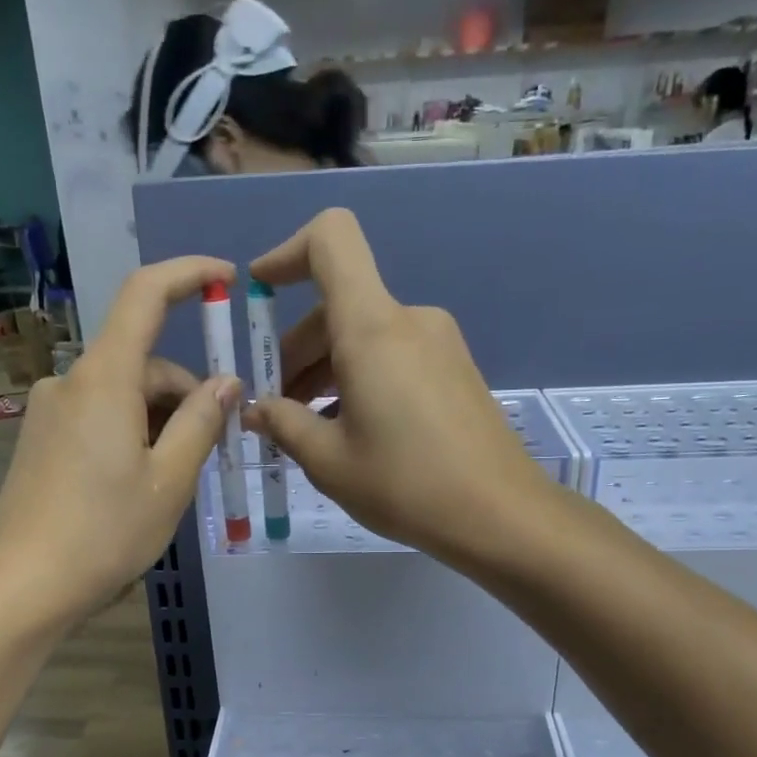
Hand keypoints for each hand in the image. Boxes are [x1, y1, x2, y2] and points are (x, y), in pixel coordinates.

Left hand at [0, 257, 240, 629]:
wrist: (23, 587)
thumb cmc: (105, 533)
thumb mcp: (169, 480)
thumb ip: (201, 422)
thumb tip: (226, 381)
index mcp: (104, 379)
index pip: (145, 295)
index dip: (188, 275)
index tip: (226, 280)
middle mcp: (70, 382)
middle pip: (141, 360)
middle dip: (186, 390)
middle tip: (216, 447)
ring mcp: (49, 412)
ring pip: (121, 393)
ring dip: (160, 418)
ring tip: (178, 477)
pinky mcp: (40, 441)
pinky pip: (98, 417)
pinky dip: (131, 433)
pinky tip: (141, 482)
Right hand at [244, 209, 553, 562]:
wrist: (501, 515)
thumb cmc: (405, 485)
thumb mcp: (328, 461)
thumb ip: (283, 424)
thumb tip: (255, 410)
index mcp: (372, 327)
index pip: (331, 241)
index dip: (287, 252)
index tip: (260, 292)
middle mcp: (409, 319)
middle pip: (339, 304)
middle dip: (297, 348)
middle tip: (275, 407)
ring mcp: (438, 343)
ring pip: (365, 334)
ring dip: (327, 369)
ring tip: (307, 427)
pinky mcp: (455, 369)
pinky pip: (393, 355)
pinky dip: (360, 377)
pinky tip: (350, 430)